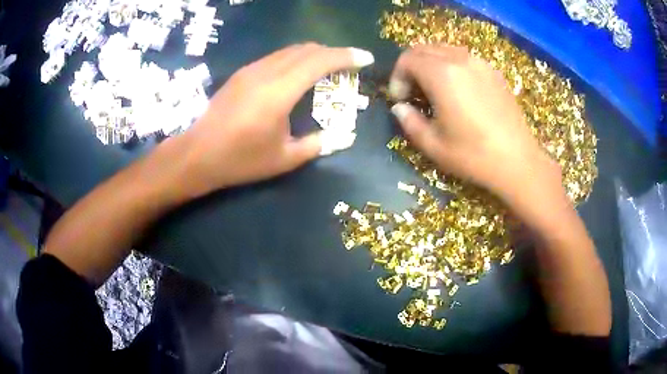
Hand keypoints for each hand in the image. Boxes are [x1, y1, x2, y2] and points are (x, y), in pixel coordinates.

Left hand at [179, 43, 374, 195]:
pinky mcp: (242, 73)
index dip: (346, 57)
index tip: (365, 59)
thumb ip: (317, 144)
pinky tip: (298, 73)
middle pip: (307, 50)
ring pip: (290, 50)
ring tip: (328, 67)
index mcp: (280, 92)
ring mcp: (251, 70)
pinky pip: (276, 57)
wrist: (197, 154)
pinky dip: (296, 58)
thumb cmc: (240, 160)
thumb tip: (342, 137)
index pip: (320, 62)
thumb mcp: (284, 159)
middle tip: (349, 65)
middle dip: (333, 53)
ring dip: (314, 54)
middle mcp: (266, 72)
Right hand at [388, 45, 563, 215]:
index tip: (401, 100)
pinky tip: (458, 90)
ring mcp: (480, 63)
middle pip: (424, 49)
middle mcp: (460, 60)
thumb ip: (409, 122)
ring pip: (444, 50)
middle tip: (413, 93)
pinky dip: (451, 66)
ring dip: (431, 64)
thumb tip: (400, 107)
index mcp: (442, 75)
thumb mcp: (433, 145)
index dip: (397, 77)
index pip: (407, 59)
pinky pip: (464, 57)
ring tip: (434, 90)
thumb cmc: (474, 156)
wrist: (518, 162)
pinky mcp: (493, 71)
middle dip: (411, 67)